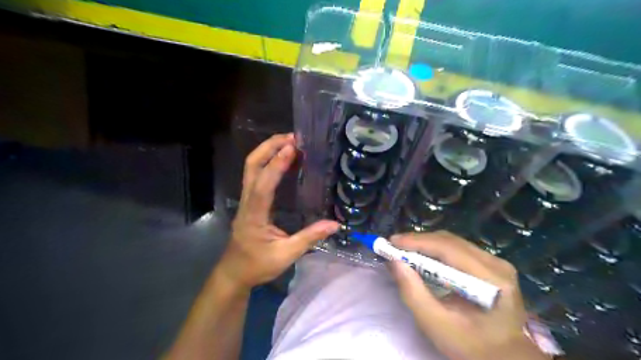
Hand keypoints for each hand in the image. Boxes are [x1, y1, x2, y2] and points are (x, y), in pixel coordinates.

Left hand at [217, 132, 339, 291]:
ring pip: (251, 168)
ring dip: (268, 151)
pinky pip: (256, 175)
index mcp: (254, 214)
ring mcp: (246, 200)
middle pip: (251, 166)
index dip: (277, 165)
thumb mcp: (286, 255)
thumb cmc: (258, 265)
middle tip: (292, 138)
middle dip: (269, 147)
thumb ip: (309, 238)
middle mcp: (247, 202)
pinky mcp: (249, 201)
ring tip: (290, 143)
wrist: (234, 273)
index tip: (291, 148)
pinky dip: (269, 162)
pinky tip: (284, 161)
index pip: (263, 185)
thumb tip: (335, 224)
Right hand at [388, 232, 547, 359]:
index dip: (418, 242)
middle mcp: (497, 264)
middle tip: (394, 245)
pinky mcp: (491, 264)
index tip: (392, 241)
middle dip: (418, 241)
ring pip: (453, 242)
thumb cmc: (470, 346)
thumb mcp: (435, 324)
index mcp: (491, 280)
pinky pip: (457, 249)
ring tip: (403, 249)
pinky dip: (435, 249)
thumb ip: (413, 292)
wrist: (503, 357)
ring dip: (425, 244)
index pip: (449, 249)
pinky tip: (421, 254)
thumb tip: (394, 262)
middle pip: (450, 242)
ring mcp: (496, 262)